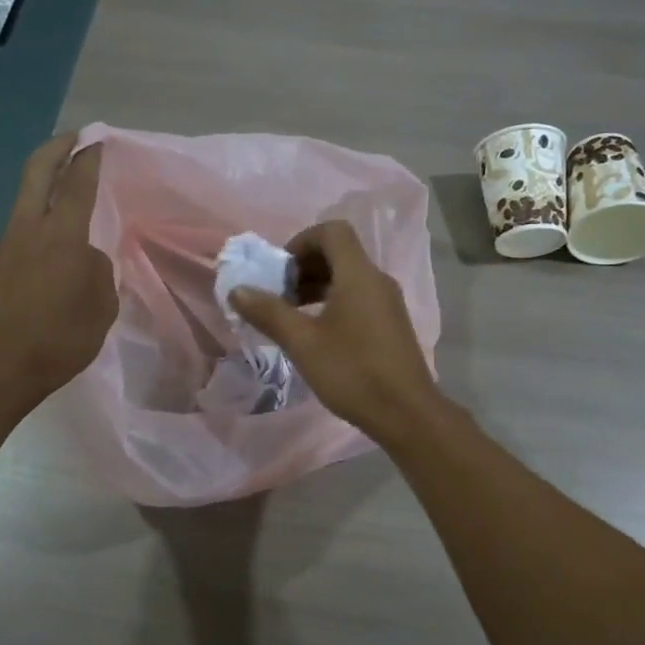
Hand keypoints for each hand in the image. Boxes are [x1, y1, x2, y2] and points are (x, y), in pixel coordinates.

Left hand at [0, 133, 115, 403]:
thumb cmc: (62, 337)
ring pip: (21, 208)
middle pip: (38, 172)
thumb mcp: (102, 306)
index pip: (79, 182)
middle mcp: (28, 229)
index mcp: (64, 235)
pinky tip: (29, 272)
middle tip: (71, 140)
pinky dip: (22, 247)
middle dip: (56, 149)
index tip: (96, 140)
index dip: (89, 157)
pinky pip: (6, 246)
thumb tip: (85, 257)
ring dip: (40, 201)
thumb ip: (98, 270)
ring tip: (57, 218)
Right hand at [228, 220, 443, 443]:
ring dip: (316, 287)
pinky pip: (358, 298)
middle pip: (339, 253)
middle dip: (303, 267)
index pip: (332, 231)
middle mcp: (377, 280)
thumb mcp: (302, 342)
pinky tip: (316, 334)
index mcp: (358, 275)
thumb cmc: (352, 371)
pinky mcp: (391, 325)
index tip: (278, 271)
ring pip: (348, 278)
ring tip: (291, 316)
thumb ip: (269, 312)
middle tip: (278, 295)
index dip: (300, 241)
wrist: (406, 413)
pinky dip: (333, 303)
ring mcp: (388, 303)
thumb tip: (238, 290)